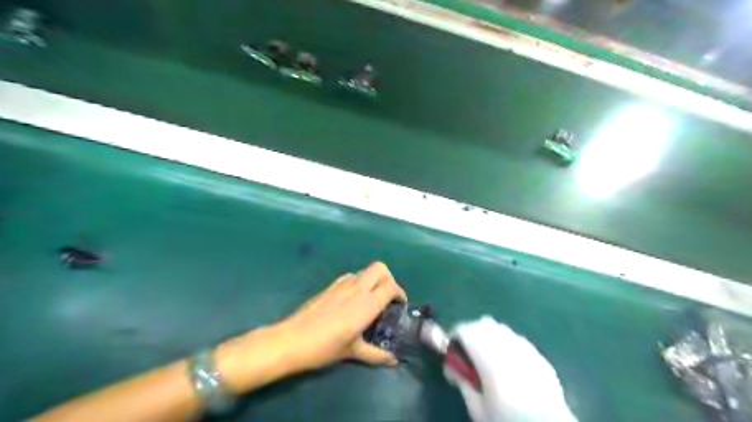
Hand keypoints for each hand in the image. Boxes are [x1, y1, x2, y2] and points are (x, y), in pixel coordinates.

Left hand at [276, 263, 405, 370]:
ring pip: (365, 271)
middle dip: (388, 278)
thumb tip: (394, 361)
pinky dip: (359, 282)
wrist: (292, 340)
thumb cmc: (325, 347)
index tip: (399, 305)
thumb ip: (377, 355)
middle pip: (380, 268)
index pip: (390, 286)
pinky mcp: (330, 286)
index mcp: (366, 303)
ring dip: (373, 280)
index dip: (399, 293)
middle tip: (387, 297)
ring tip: (371, 300)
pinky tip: (352, 300)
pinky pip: (351, 276)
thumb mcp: (353, 352)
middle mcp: (357, 288)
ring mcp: (342, 284)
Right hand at [442, 317, 576, 421]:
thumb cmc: (508, 421)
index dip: (454, 336)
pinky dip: (506, 344)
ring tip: (487, 357)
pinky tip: (508, 364)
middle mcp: (509, 347)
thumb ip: (462, 383)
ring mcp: (527, 349)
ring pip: (501, 328)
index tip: (450, 350)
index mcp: (491, 359)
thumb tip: (452, 366)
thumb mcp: (478, 410)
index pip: (466, 330)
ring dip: (489, 336)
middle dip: (471, 333)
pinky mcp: (540, 356)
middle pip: (483, 324)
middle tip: (467, 354)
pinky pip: (516, 340)